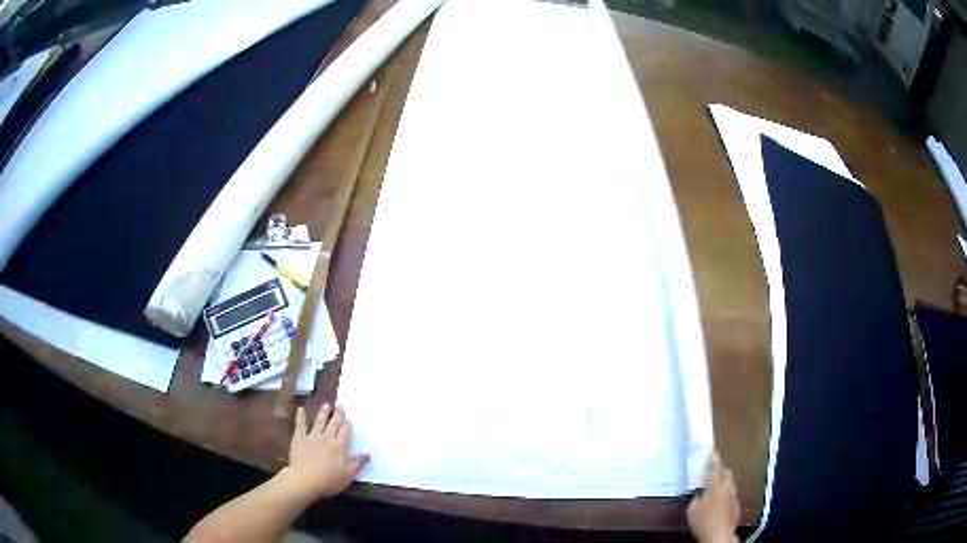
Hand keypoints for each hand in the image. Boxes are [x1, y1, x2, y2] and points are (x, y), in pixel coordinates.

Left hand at [282, 404, 369, 498]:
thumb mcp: (348, 475)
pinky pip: (300, 425)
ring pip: (319, 422)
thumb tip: (368, 455)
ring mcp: (312, 437)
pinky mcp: (299, 438)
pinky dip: (301, 417)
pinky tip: (301, 409)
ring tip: (326, 405)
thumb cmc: (329, 480)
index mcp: (339, 446)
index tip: (349, 419)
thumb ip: (357, 464)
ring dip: (323, 413)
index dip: (347, 425)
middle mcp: (327, 438)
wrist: (305, 479)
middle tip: (340, 406)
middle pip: (334, 424)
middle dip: (338, 415)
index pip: (345, 432)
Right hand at [687, 451, 739, 542]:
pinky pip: (733, 495)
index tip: (714, 451)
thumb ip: (696, 499)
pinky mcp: (737, 506)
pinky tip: (723, 502)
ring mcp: (734, 497)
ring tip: (720, 485)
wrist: (719, 534)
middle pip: (727, 474)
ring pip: (731, 484)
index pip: (715, 469)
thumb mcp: (692, 510)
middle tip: (717, 470)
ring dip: (726, 482)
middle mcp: (726, 489)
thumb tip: (700, 495)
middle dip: (722, 470)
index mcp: (714, 487)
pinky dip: (728, 494)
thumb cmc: (702, 522)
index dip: (714, 460)